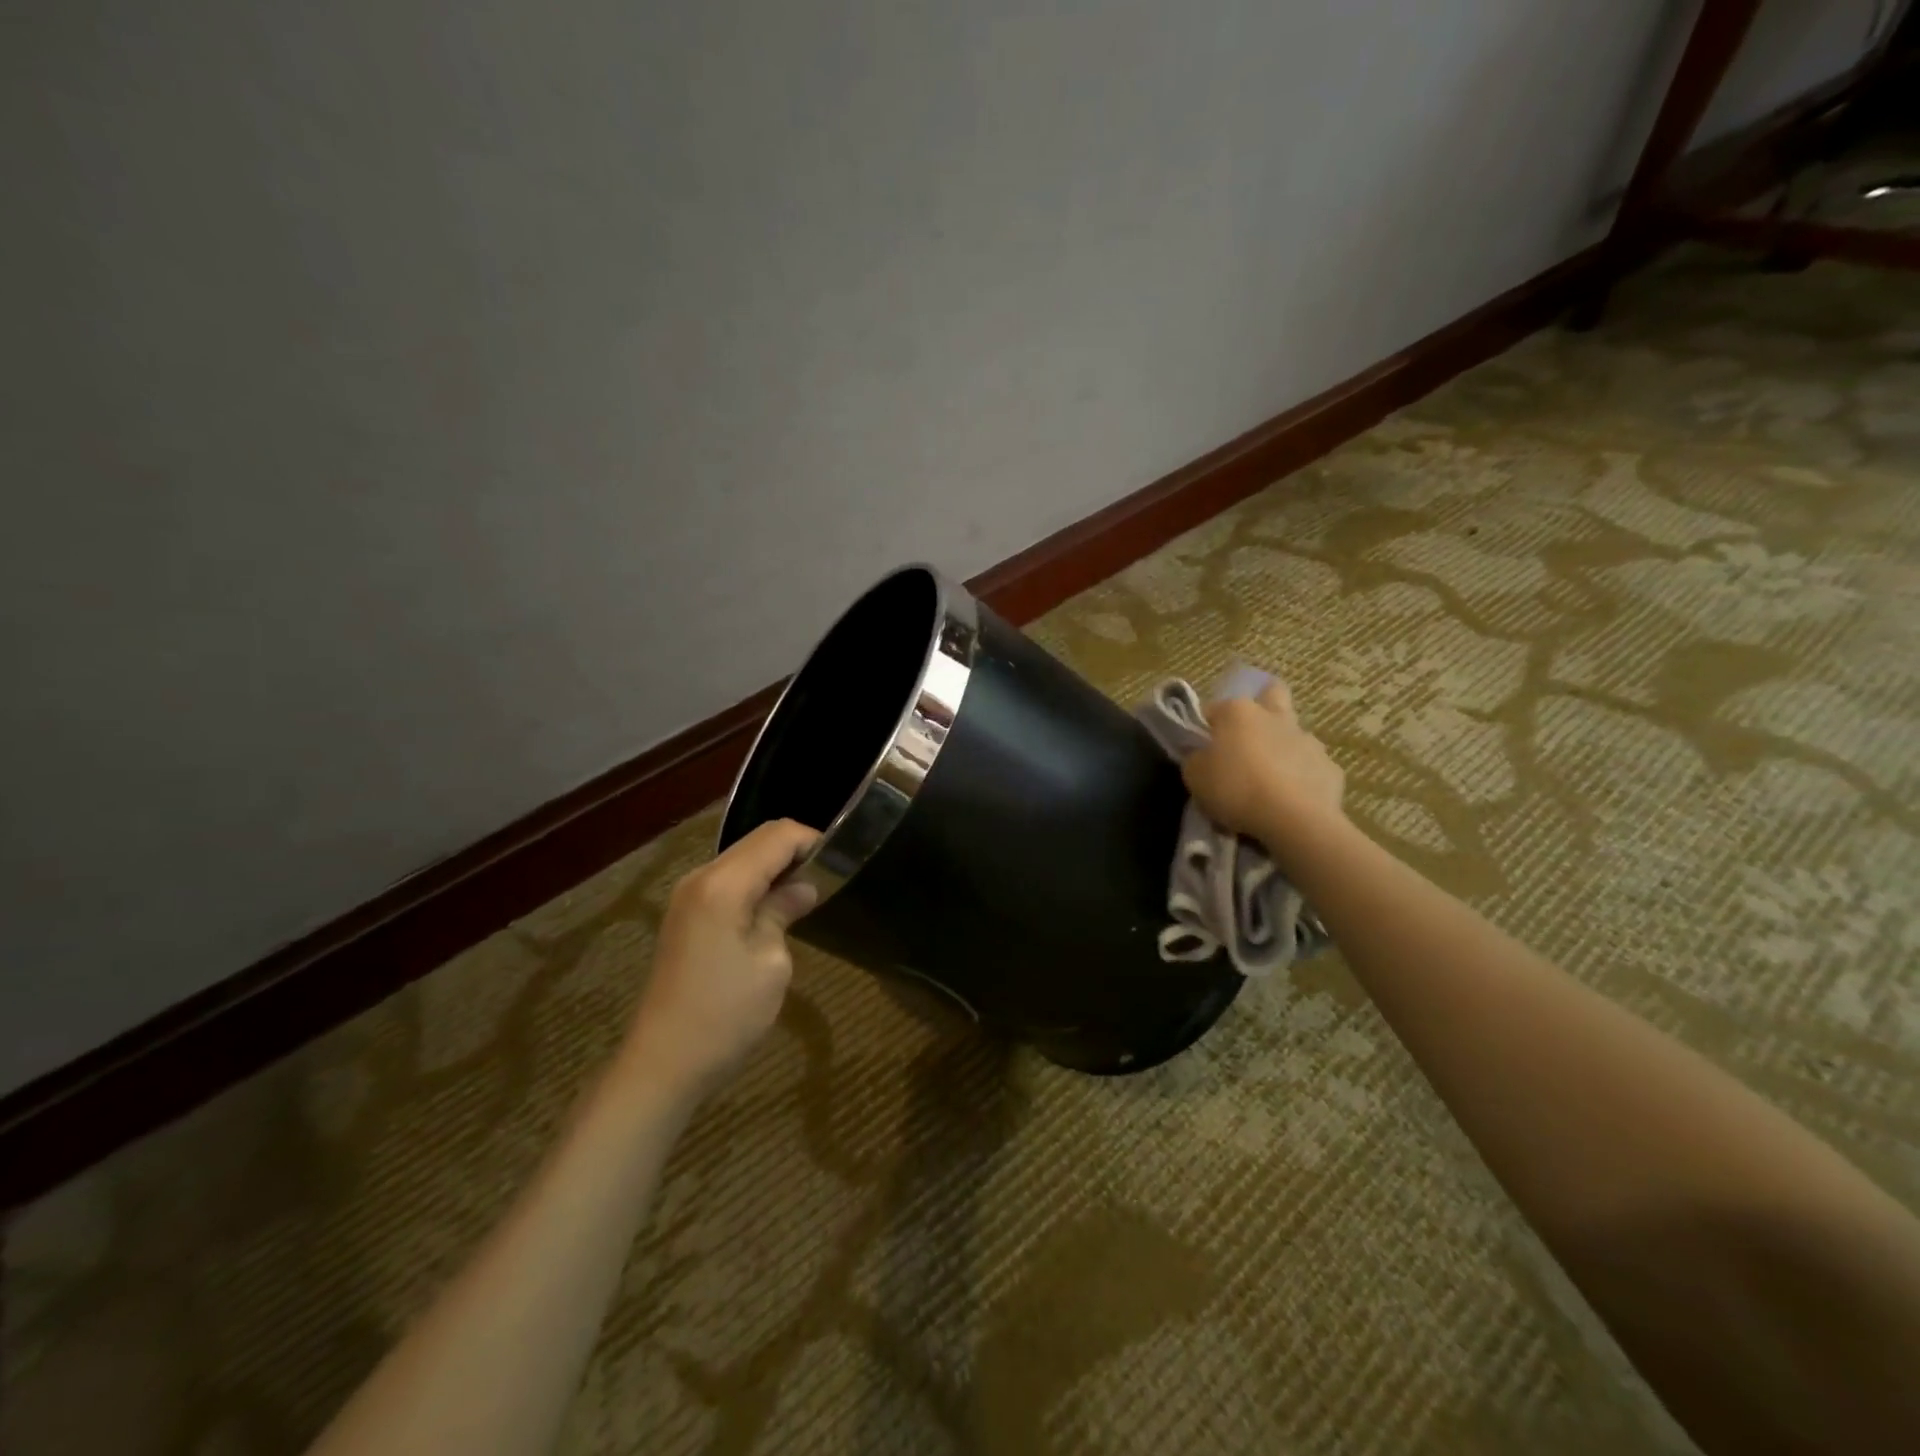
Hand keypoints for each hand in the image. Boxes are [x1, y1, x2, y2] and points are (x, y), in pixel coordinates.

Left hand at [621, 819, 820, 1098]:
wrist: (662, 1064)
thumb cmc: (725, 1015)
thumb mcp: (771, 963)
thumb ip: (784, 911)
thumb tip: (804, 887)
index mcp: (723, 884)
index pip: (777, 836)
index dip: (812, 840)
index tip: (840, 861)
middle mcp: (701, 878)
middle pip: (757, 841)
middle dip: (794, 851)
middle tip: (829, 877)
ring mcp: (687, 896)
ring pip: (741, 859)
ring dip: (775, 868)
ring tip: (807, 893)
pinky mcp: (684, 916)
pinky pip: (727, 881)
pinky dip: (755, 884)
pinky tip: (774, 910)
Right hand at [1182, 682, 1345, 850]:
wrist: (1294, 819)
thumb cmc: (1236, 789)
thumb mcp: (1194, 777)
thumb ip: (1195, 759)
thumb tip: (1202, 755)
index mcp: (1238, 712)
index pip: (1213, 709)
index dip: (1205, 728)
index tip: (1201, 750)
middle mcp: (1274, 717)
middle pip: (1271, 695)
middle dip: (1262, 707)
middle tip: (1247, 738)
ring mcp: (1307, 740)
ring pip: (1294, 733)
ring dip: (1282, 747)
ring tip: (1270, 778)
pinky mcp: (1330, 767)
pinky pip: (1311, 767)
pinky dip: (1301, 777)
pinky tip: (1292, 798)